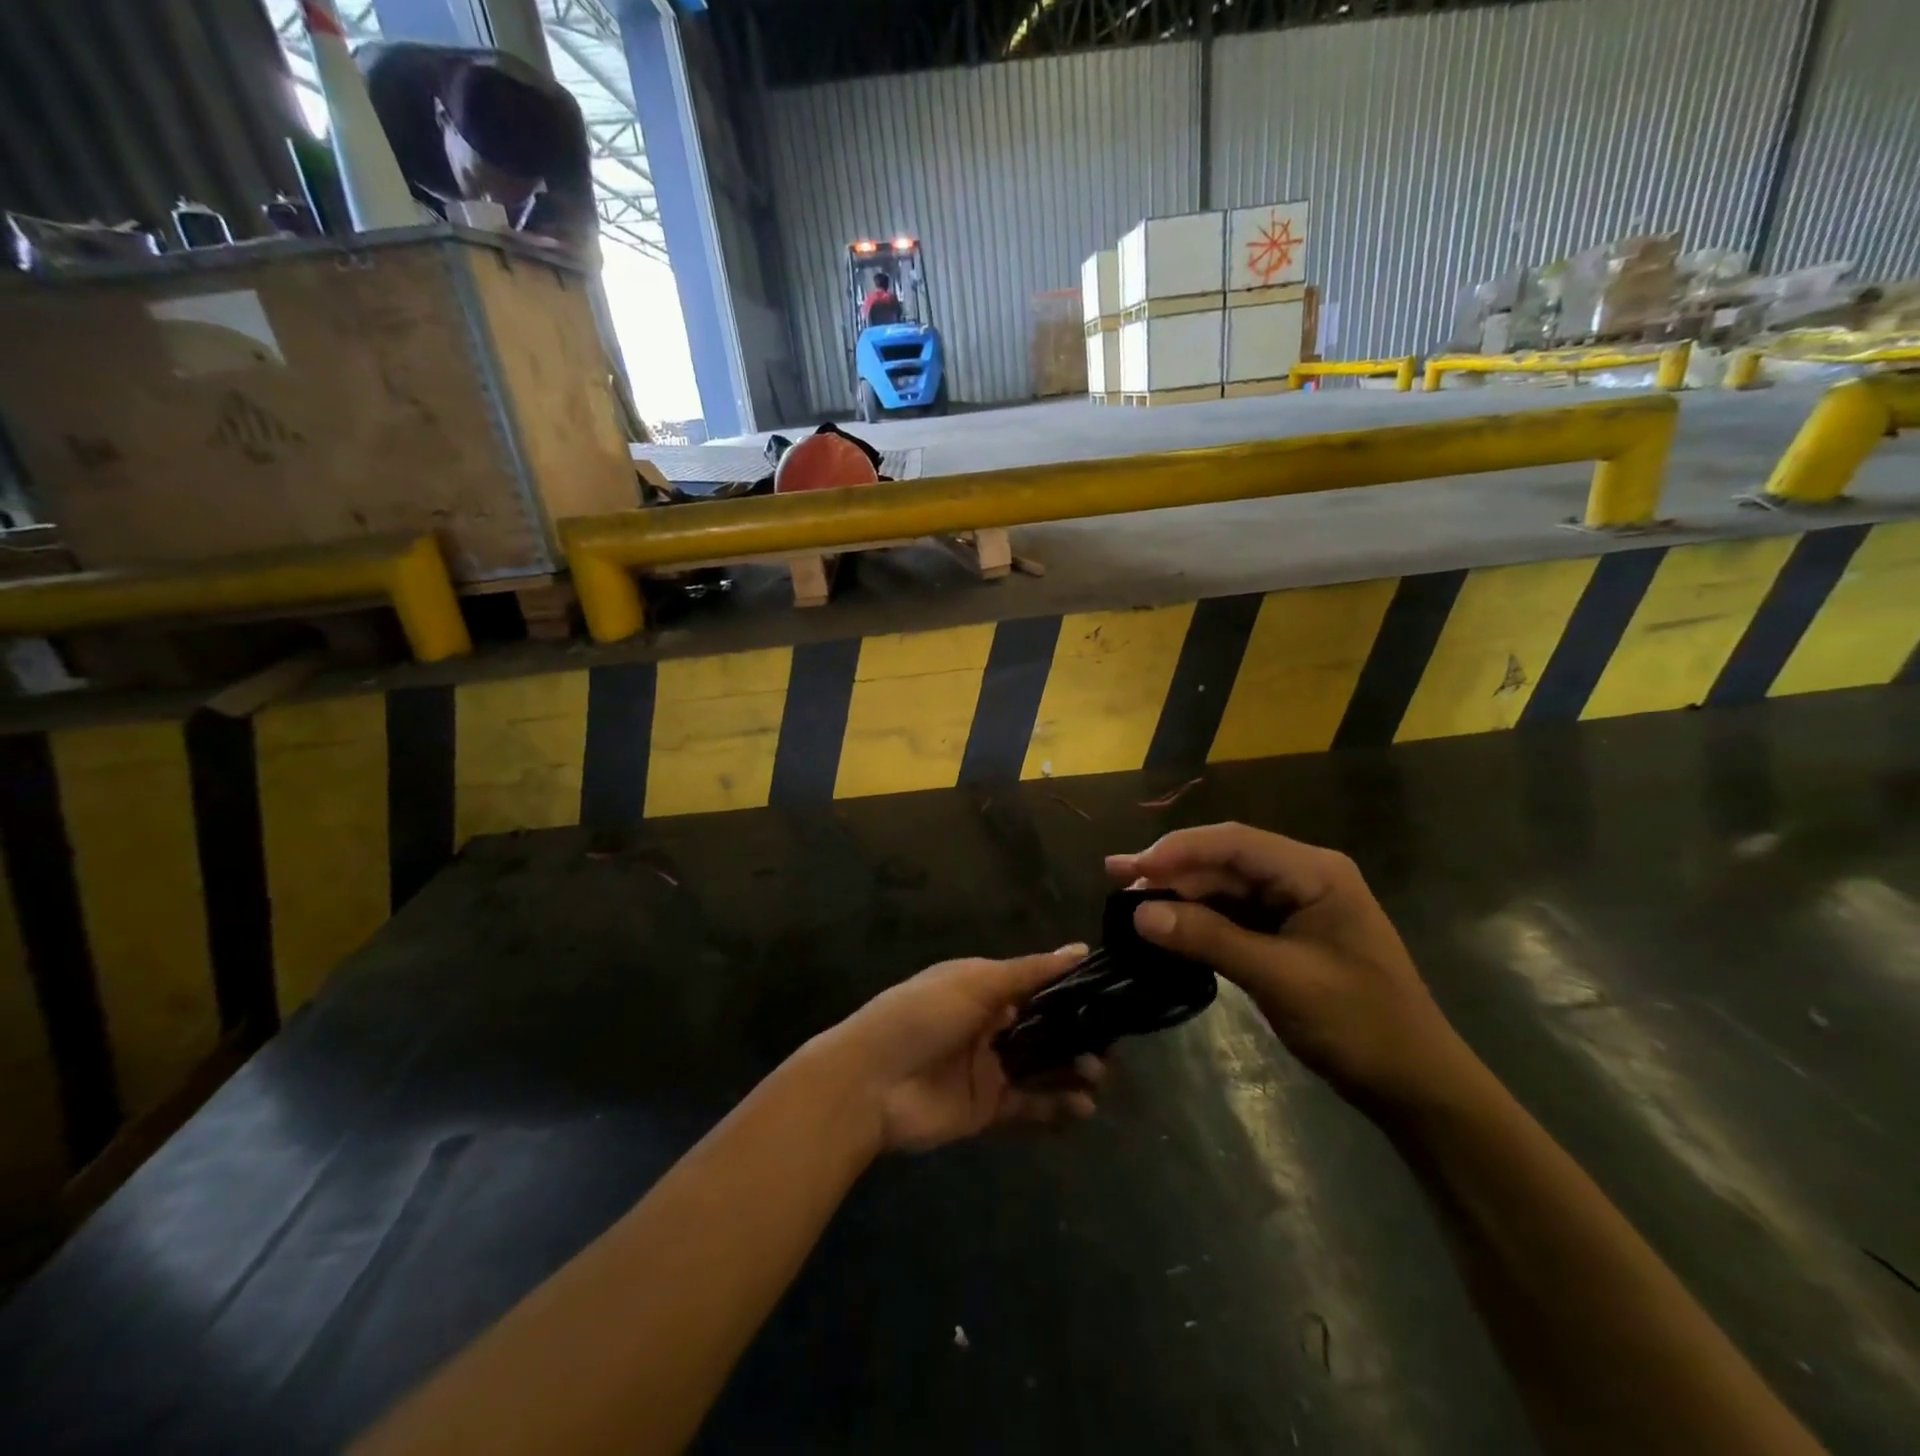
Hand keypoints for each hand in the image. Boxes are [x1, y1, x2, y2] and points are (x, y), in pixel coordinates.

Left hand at [820, 948, 1106, 1153]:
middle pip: (1046, 1028)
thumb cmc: (920, 1016)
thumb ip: (1029, 972)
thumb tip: (1080, 949)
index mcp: (984, 987)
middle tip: (1111, 1043)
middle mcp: (991, 1024)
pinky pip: (1032, 1105)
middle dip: (1079, 1034)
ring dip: (1073, 1069)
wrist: (869, 1083)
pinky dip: (1058, 1106)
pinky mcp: (989, 1108)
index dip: (1073, 990)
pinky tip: (1083, 1106)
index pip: (1038, 985)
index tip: (1112, 995)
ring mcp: (991, 1068)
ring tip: (1097, 1074)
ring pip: (1044, 1067)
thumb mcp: (974, 982)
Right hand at [1107, 823, 1471, 1110]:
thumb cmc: (1360, 1025)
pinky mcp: (1286, 934)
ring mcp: (1295, 905)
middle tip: (1115, 881)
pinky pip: (1233, 914)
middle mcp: (1303, 876)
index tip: (1130, 868)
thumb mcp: (1282, 979)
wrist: (1416, 1086)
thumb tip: (1139, 913)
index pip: (1233, 843)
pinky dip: (1198, 920)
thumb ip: (1209, 939)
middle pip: (1225, 861)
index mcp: (1314, 872)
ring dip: (1180, 894)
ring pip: (1224, 887)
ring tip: (1128, 902)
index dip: (1177, 850)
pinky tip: (1165, 925)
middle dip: (1171, 869)